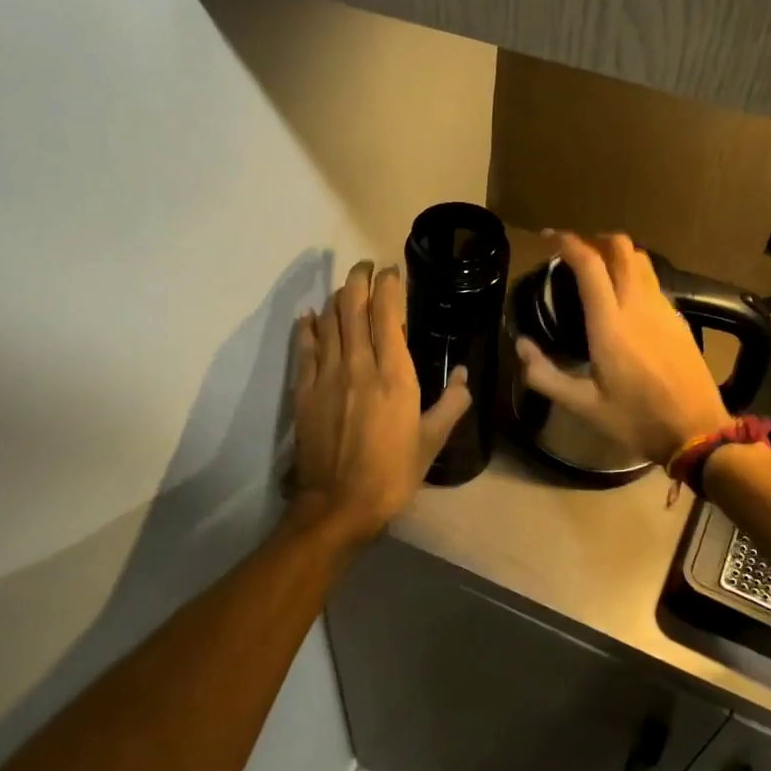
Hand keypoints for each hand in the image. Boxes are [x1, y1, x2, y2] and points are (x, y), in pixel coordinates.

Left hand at [291, 261, 472, 544]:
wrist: (339, 504)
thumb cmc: (392, 473)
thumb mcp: (432, 441)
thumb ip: (452, 404)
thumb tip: (466, 375)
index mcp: (394, 374)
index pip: (387, 314)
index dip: (388, 286)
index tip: (391, 270)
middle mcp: (359, 364)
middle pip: (353, 307)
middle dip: (358, 280)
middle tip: (365, 267)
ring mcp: (327, 375)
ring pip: (329, 322)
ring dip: (336, 298)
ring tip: (345, 288)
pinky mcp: (304, 391)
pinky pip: (304, 348)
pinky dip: (307, 327)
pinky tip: (309, 316)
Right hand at [515, 232, 729, 466]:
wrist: (696, 431)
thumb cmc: (636, 420)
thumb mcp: (583, 406)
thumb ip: (545, 375)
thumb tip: (522, 346)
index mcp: (610, 324)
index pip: (589, 264)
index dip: (567, 242)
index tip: (549, 239)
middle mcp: (638, 305)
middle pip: (621, 248)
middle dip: (595, 239)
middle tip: (574, 251)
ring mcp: (663, 309)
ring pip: (641, 260)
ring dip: (617, 253)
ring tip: (598, 267)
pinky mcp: (678, 319)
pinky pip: (653, 281)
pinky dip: (634, 273)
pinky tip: (624, 296)